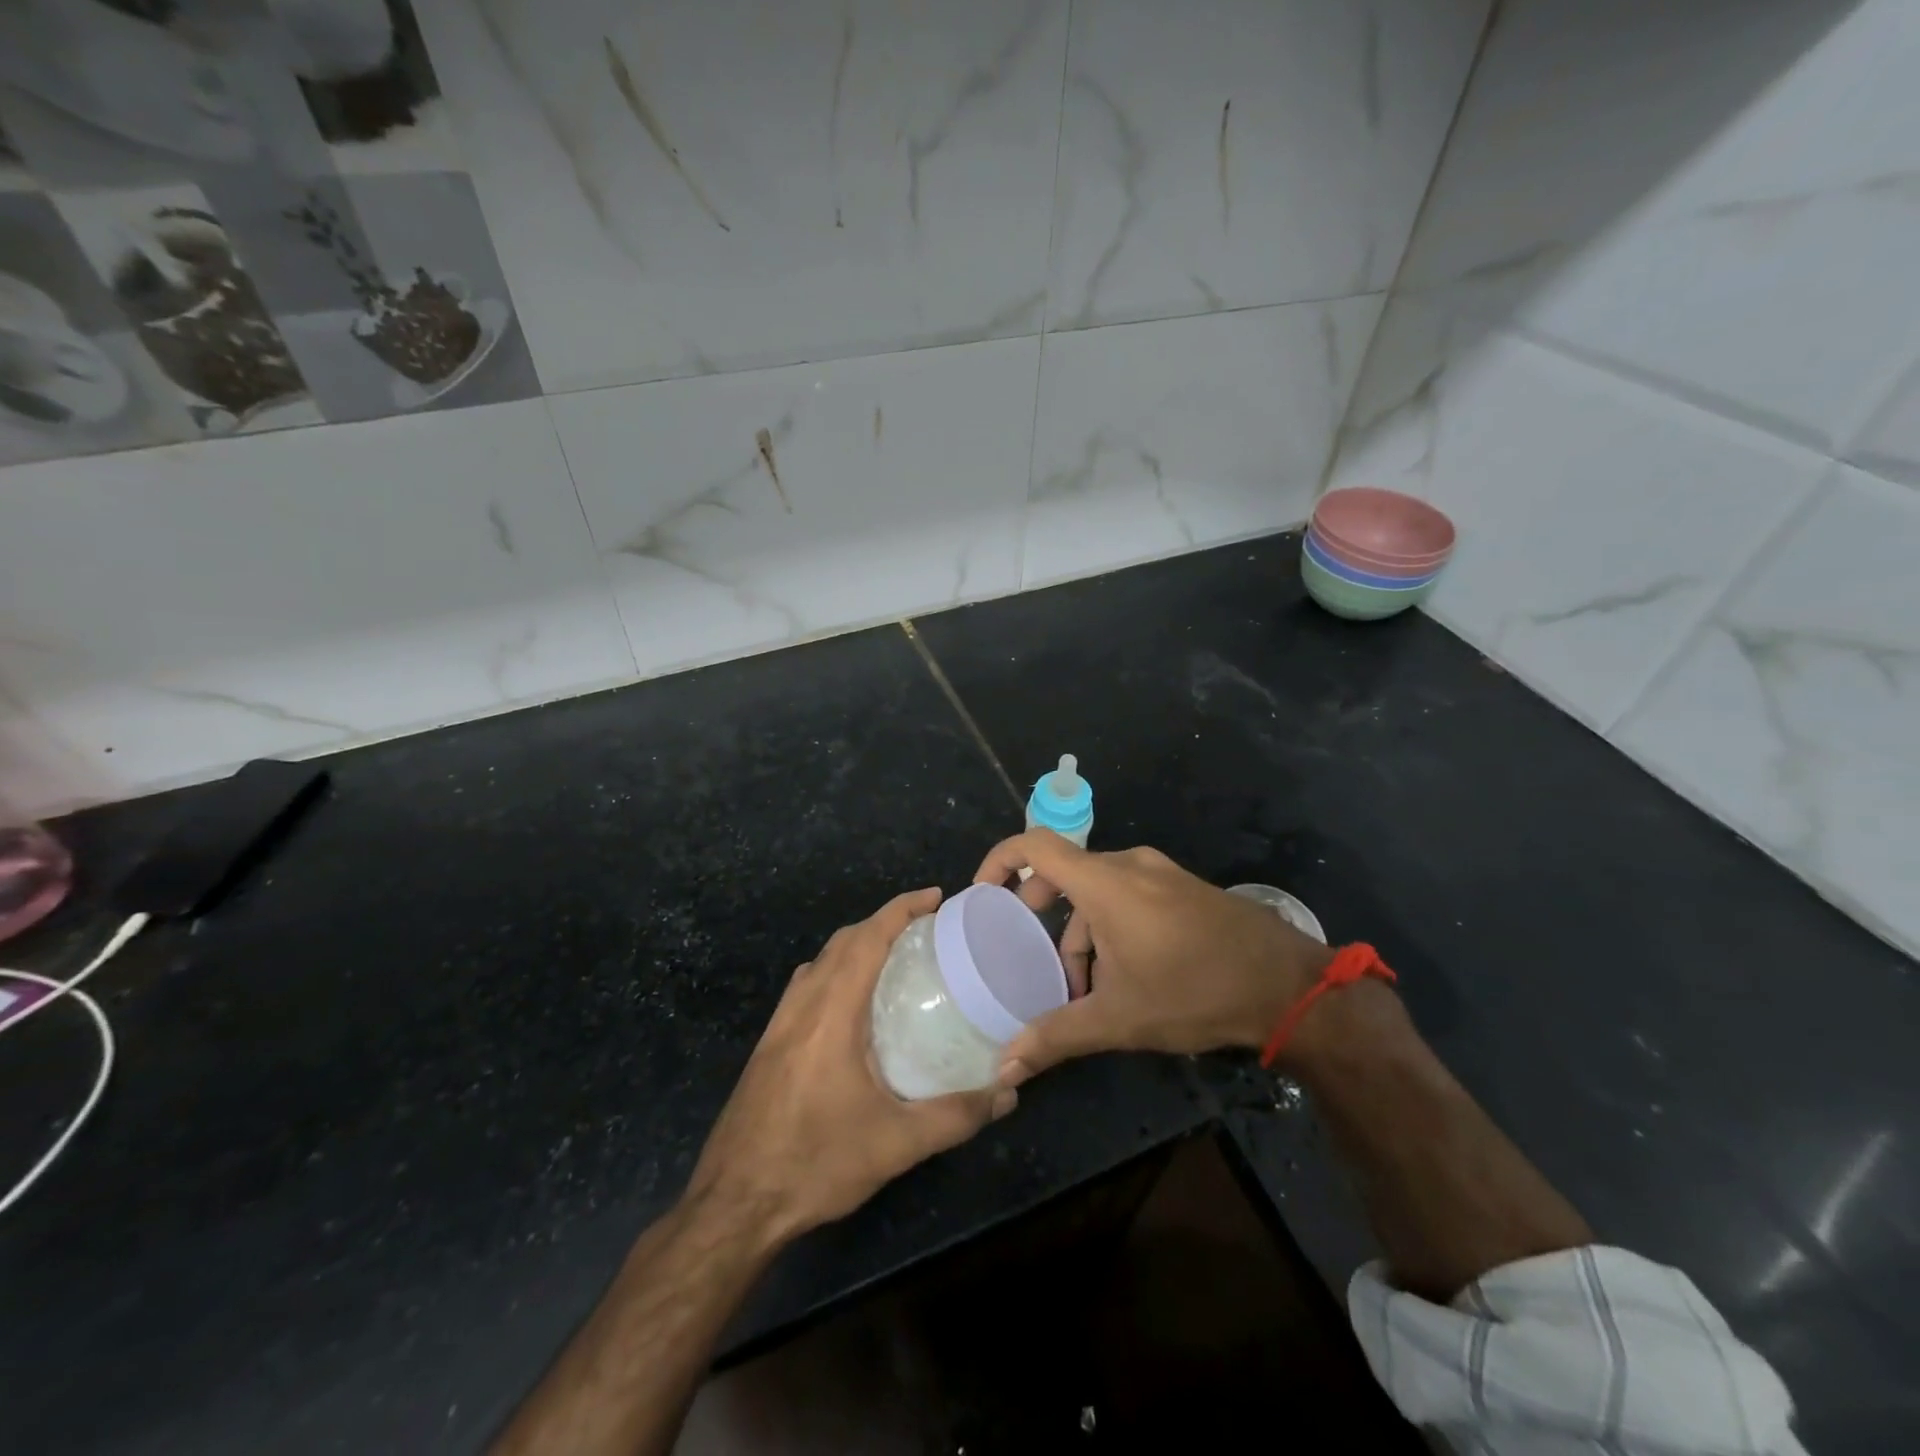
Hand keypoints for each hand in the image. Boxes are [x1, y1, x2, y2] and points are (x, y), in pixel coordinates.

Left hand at [685, 888, 1015, 1246]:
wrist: (733, 1205)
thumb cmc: (815, 1164)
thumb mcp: (896, 1144)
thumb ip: (957, 1116)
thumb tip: (1008, 1093)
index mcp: (831, 1013)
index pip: (867, 939)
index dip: (901, 909)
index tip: (935, 896)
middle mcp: (801, 1006)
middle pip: (842, 941)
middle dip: (883, 922)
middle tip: (924, 928)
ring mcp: (778, 1026)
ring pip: (819, 962)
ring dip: (855, 944)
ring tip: (892, 958)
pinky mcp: (767, 1047)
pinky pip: (805, 986)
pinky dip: (833, 971)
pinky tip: (851, 1005)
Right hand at [972, 832, 1335, 1078]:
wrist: (1289, 986)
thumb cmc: (1195, 991)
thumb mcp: (1119, 1018)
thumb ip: (1056, 1036)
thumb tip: (1004, 1068)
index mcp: (1104, 882)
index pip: (1034, 845)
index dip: (1000, 860)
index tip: (983, 894)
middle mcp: (1129, 864)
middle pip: (1065, 872)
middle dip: (1041, 911)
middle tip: (1029, 951)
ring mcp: (1161, 873)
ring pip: (1099, 890)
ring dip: (1081, 930)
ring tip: (1084, 986)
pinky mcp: (1184, 888)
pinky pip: (1130, 894)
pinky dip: (1111, 925)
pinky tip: (1124, 974)